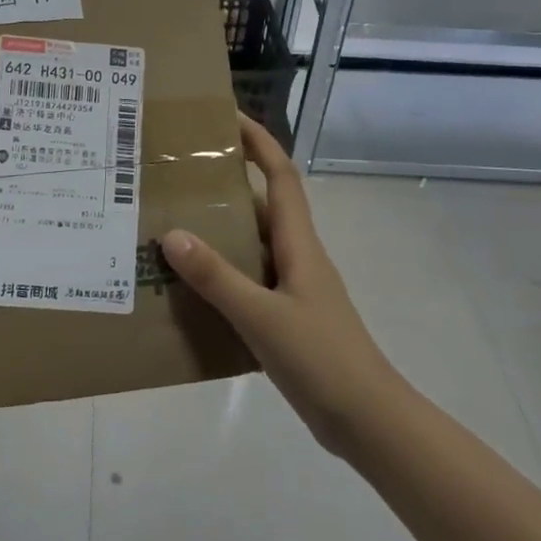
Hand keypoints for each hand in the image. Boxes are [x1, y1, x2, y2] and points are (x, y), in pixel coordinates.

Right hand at [162, 114, 397, 459]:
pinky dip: (222, 272)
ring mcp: (294, 288)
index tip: (227, 118)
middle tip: (180, 173)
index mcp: (299, 244)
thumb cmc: (322, 359)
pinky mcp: (288, 316)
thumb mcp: (262, 316)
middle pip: (263, 204)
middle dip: (228, 182)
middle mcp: (297, 256)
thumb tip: (172, 233)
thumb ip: (217, 277)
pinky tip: (191, 286)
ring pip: (253, 244)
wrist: (368, 421)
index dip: (259, 142)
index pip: (281, 175)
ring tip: (172, 222)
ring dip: (221, 229)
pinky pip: (250, 279)